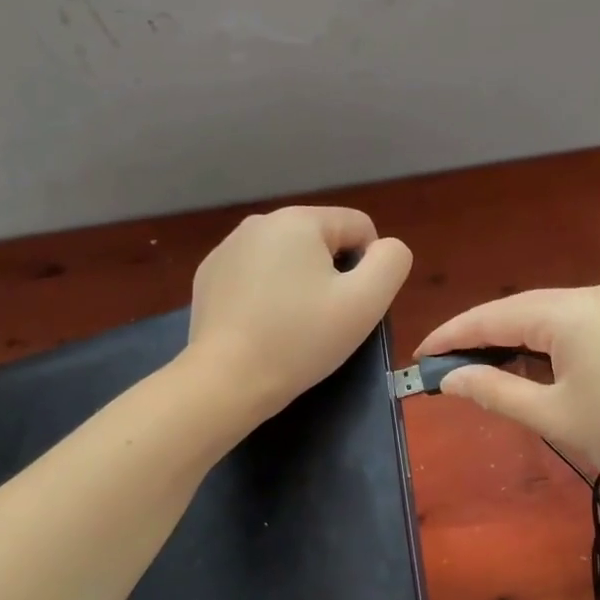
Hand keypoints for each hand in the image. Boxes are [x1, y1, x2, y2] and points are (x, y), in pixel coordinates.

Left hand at [188, 206, 412, 422]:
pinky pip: (255, 275)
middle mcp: (259, 222)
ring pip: (287, 259)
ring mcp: (227, 248)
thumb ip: (391, 262)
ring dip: (298, 284)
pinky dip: (266, 295)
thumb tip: (385, 248)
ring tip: (291, 327)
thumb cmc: (301, 340)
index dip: (368, 267)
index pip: (358, 227)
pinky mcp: (209, 276)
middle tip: (323, 321)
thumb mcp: (366, 302)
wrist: (226, 380)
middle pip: (320, 242)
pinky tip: (261, 327)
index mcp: (299, 219)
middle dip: (330, 275)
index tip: (352, 306)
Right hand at [415, 285, 599, 504]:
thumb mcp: (556, 416)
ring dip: (511, 346)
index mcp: (566, 310)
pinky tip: (533, 373)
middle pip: (517, 312)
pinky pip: (574, 330)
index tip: (417, 360)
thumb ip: (495, 392)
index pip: (490, 316)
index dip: (449, 337)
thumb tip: (450, 379)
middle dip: (478, 341)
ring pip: (546, 321)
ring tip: (481, 377)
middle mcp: (591, 297)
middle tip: (444, 374)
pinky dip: (543, 349)